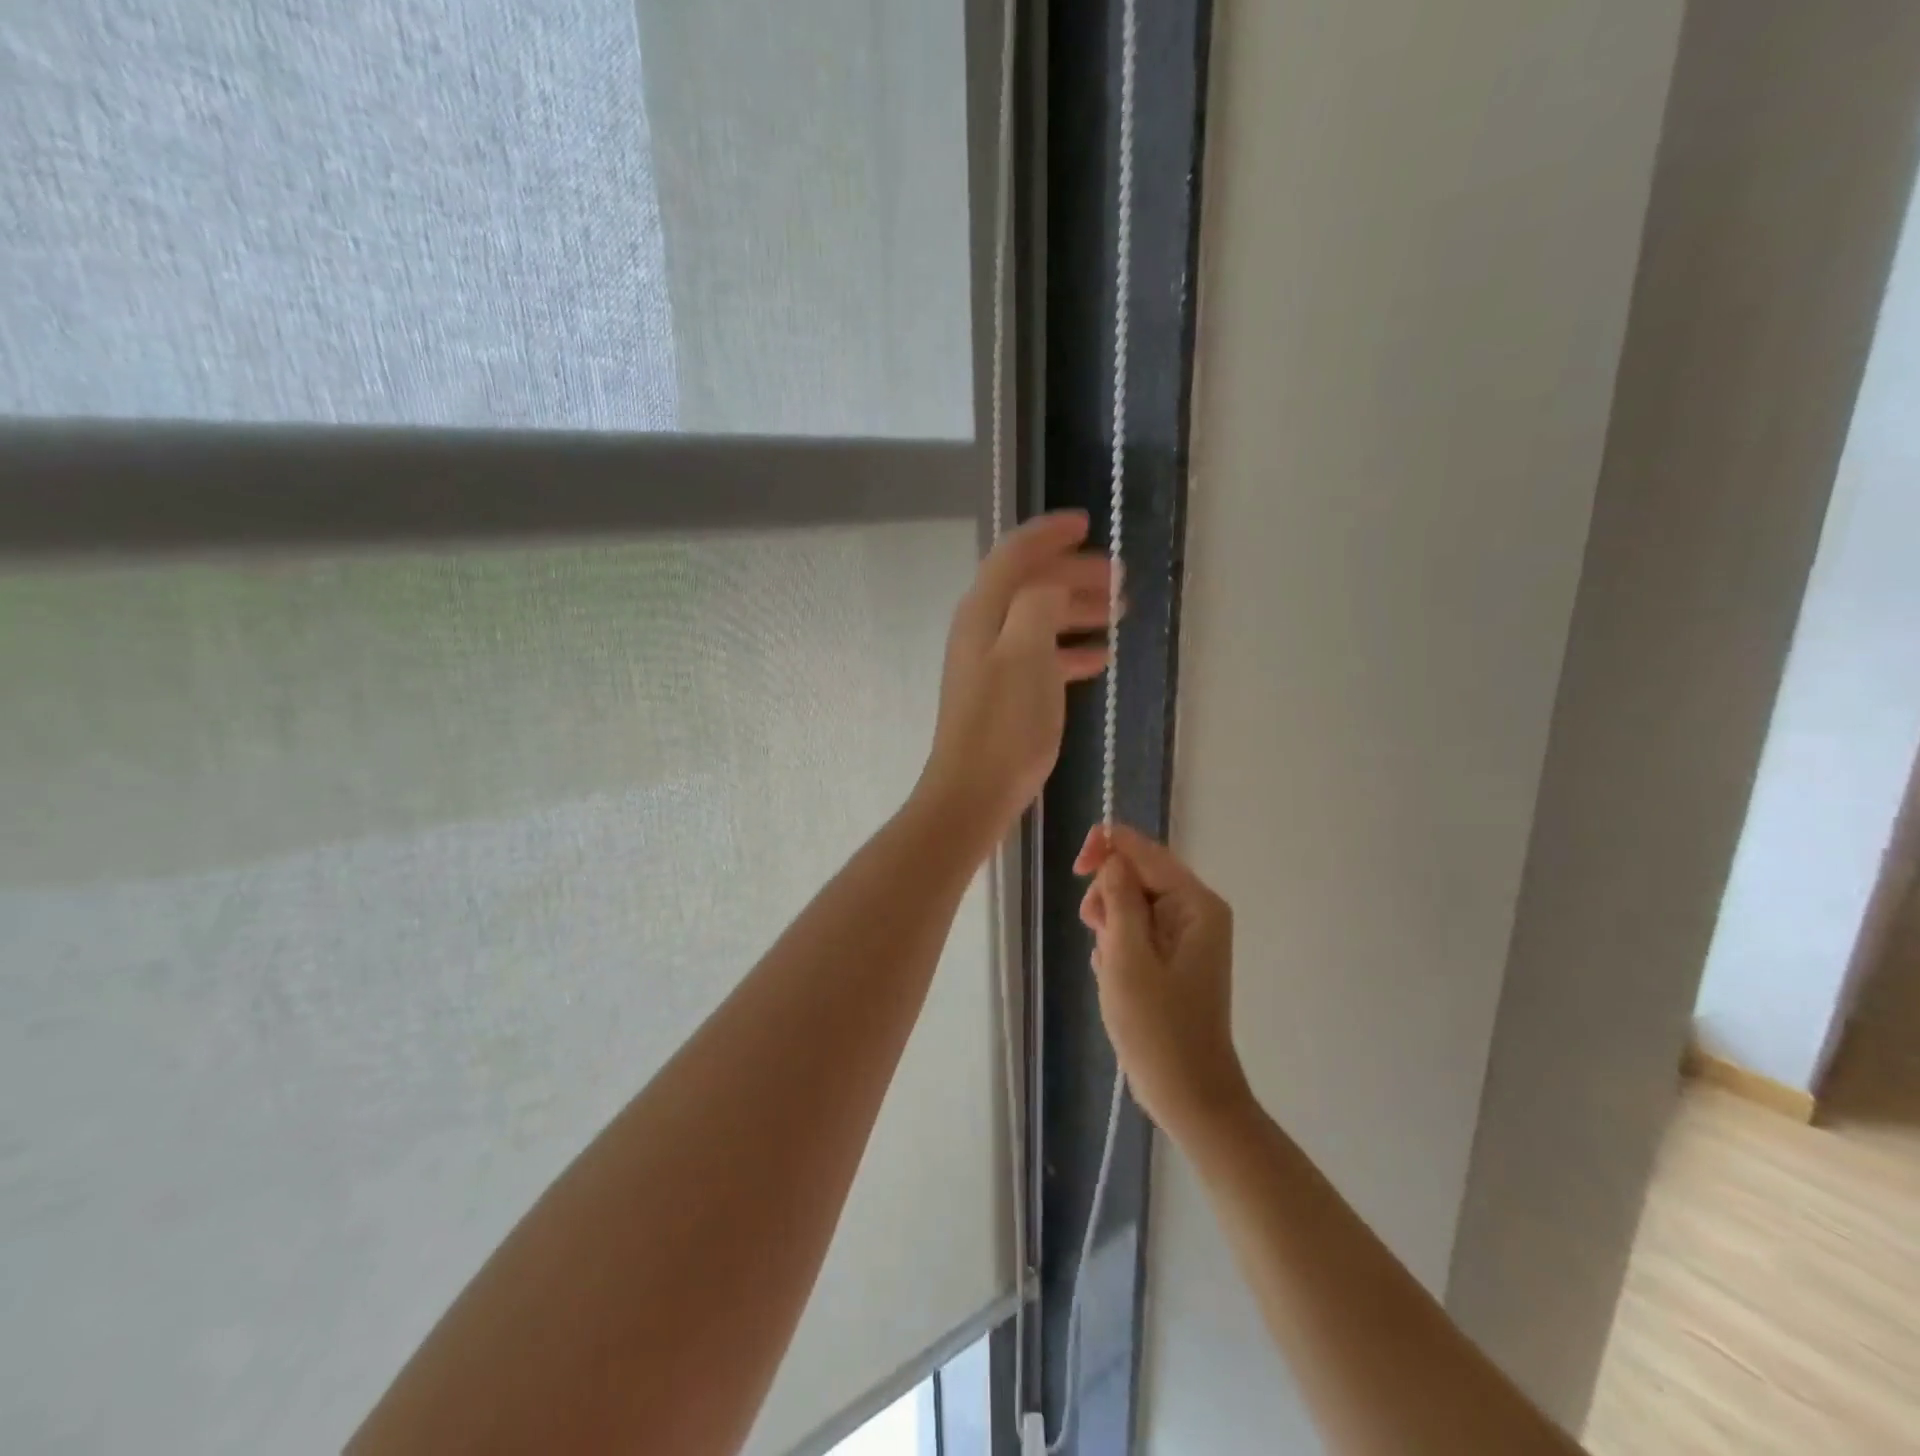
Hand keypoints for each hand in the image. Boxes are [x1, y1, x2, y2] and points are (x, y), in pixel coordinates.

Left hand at [917, 511, 1115, 846]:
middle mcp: (983, 628)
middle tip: (1120, 579)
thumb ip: (1039, 605)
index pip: (1015, 553)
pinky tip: (1100, 657)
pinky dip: (1069, 648)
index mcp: (984, 611)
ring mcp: (992, 662)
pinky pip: (1041, 655)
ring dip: (1077, 610)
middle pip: (1030, 584)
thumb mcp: (1026, 654)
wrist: (974, 792)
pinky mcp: (1004, 692)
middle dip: (1074, 574)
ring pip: (1039, 619)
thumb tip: (1052, 583)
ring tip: (1119, 612)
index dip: (1049, 534)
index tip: (1087, 524)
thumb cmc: (1003, 724)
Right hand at [1075, 824, 1249, 1139]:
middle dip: (1108, 896)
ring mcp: (1187, 937)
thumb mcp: (1128, 956)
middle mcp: (1197, 911)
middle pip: (1139, 874)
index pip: (1146, 851)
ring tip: (1105, 962)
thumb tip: (1112, 857)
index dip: (1108, 848)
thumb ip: (1119, 898)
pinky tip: (1114, 975)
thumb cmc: (1158, 1027)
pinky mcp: (1174, 959)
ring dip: (1110, 924)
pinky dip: (1118, 946)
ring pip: (1133, 903)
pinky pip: (1137, 931)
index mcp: (1196, 904)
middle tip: (1094, 931)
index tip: (1076, 870)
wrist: (1188, 1094)